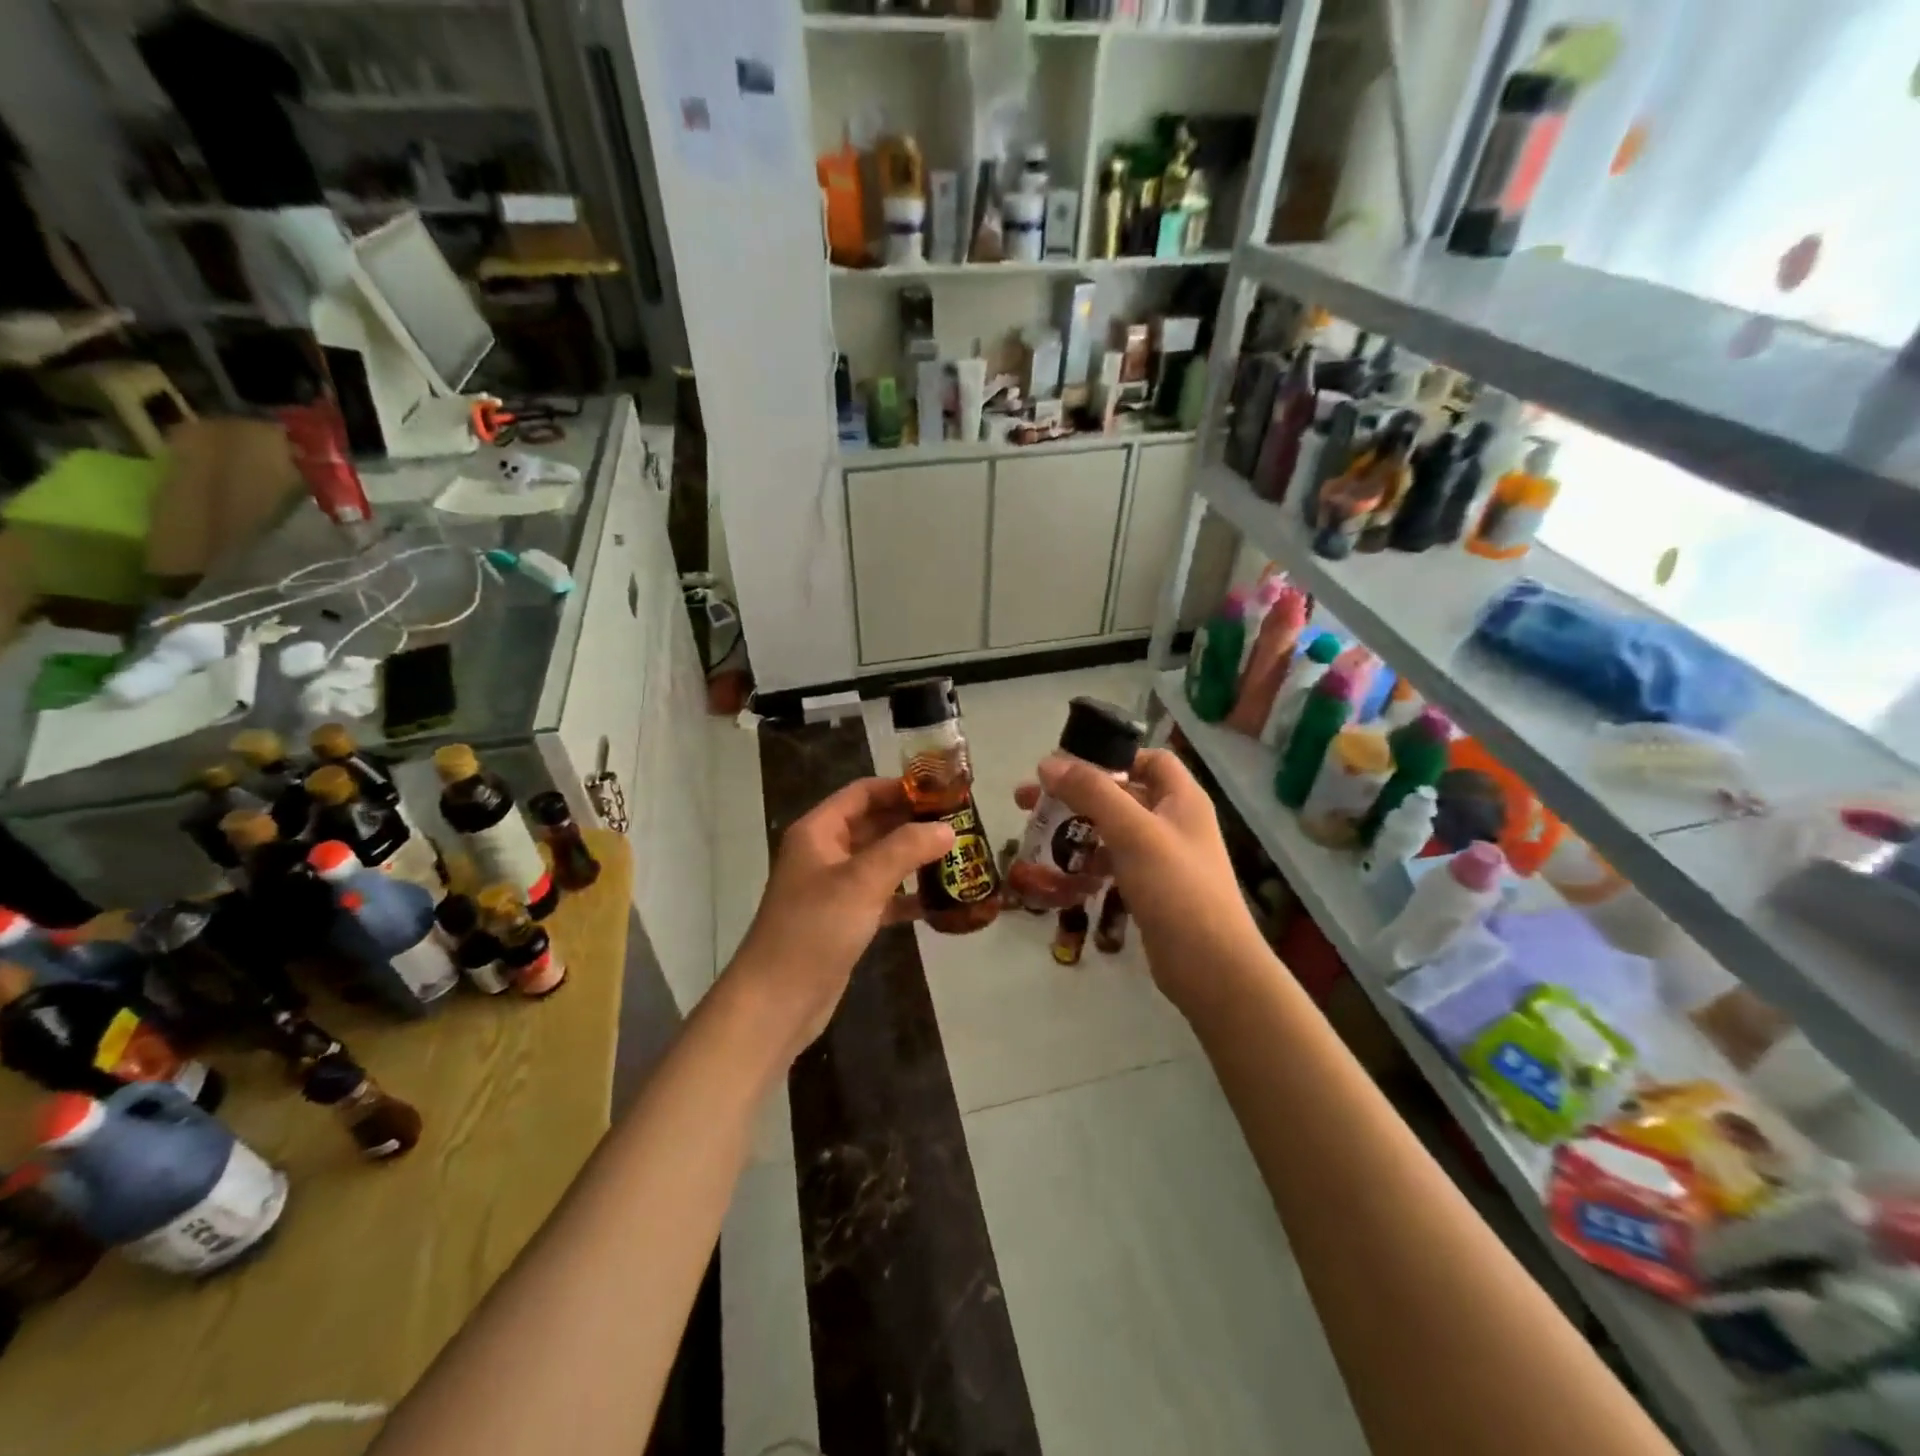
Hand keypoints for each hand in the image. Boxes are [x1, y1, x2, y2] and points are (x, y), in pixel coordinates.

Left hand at [723, 777, 952, 1058]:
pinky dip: (906, 896)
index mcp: (819, 831)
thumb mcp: (862, 881)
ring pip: (881, 861)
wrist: (777, 1001)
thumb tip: (948, 830)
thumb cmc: (815, 929)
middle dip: (914, 823)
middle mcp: (825, 853)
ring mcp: (835, 888)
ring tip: (958, 857)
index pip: (863, 793)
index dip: (901, 788)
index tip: (943, 792)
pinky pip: (882, 896)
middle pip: (874, 824)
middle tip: (960, 825)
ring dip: (914, 858)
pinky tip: (939, 901)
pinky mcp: (845, 920)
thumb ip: (906, 849)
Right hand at [1020, 748, 1269, 1018]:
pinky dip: (1089, 863)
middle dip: (1077, 795)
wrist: (1211, 967)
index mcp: (1182, 799)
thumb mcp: (1132, 832)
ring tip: (1036, 837)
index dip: (1111, 756)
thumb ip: (1092, 792)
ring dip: (1077, 830)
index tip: (1068, 767)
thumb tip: (1047, 763)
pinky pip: (1114, 864)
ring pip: (1113, 831)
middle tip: (1028, 802)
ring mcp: (1164, 858)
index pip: (1148, 759)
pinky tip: (1062, 874)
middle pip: (1121, 794)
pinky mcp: (1151, 890)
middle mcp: (1174, 822)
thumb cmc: (1176, 888)